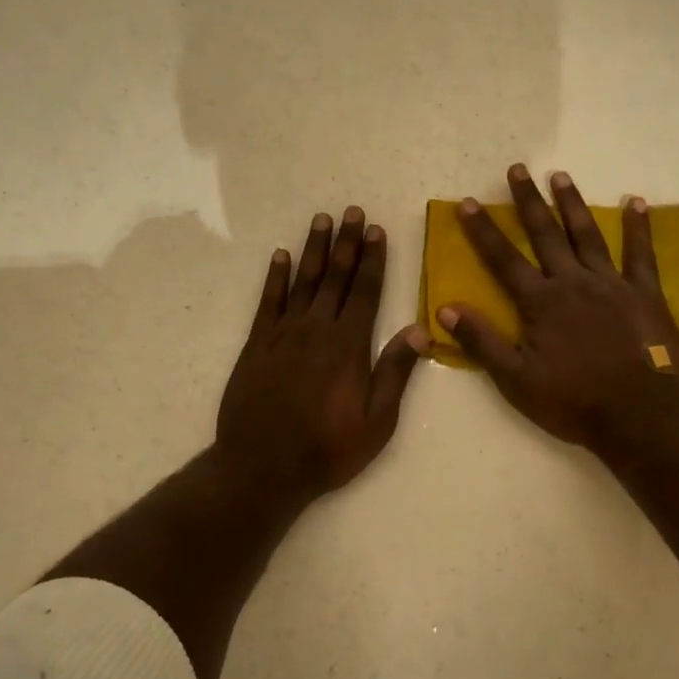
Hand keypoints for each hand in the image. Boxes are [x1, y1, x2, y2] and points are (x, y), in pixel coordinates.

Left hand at [216, 207, 427, 505]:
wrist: (262, 468)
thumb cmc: (328, 449)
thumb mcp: (376, 422)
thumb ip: (395, 373)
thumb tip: (420, 330)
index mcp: (348, 346)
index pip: (366, 292)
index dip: (373, 260)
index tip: (376, 230)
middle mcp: (316, 330)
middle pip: (335, 278)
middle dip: (345, 243)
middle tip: (351, 211)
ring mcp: (283, 335)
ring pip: (302, 282)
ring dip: (313, 250)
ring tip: (321, 220)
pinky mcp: (257, 345)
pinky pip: (268, 302)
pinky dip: (275, 278)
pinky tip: (280, 257)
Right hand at [438, 165, 678, 451]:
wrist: (638, 414)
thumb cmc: (572, 401)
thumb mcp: (515, 379)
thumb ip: (482, 341)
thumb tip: (444, 309)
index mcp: (540, 302)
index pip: (503, 259)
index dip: (483, 231)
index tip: (468, 202)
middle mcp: (573, 282)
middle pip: (545, 234)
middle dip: (528, 201)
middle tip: (518, 169)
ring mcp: (611, 284)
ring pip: (588, 235)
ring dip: (572, 203)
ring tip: (560, 176)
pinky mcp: (645, 293)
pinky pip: (641, 254)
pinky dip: (639, 227)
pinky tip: (636, 202)